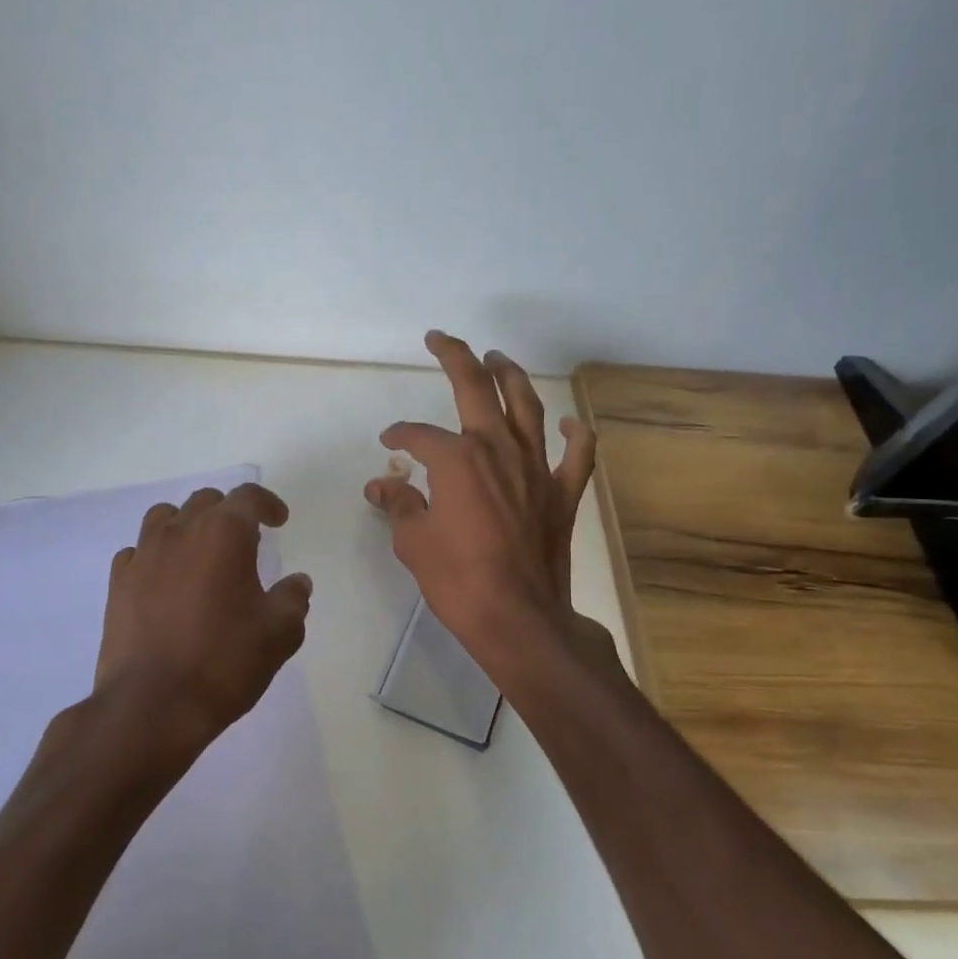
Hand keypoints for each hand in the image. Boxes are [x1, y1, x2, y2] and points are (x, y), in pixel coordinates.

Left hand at [92, 483, 312, 769]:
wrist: (152, 706)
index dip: (268, 504)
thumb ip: (293, 599)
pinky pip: (138, 551)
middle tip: (246, 541)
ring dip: (188, 525)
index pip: (247, 497)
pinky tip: (166, 580)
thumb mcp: (279, 633)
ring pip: (165, 517)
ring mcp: (142, 556)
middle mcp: (179, 532)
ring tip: (201, 553)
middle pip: (205, 502)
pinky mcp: (117, 584)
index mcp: (223, 534)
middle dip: (229, 513)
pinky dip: (156, 555)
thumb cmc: (224, 662)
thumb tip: (297, 582)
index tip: (279, 521)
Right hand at [365, 331, 610, 671]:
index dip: (400, 435)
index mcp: (457, 459)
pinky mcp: (562, 493)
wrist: (518, 618)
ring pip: (527, 407)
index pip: (419, 436)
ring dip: (510, 377)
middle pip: (476, 389)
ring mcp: (536, 468)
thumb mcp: (414, 542)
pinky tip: (568, 423)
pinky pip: (577, 454)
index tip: (389, 444)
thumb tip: (380, 485)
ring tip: (497, 359)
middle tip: (440, 340)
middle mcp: (498, 450)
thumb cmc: (458, 580)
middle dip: (456, 358)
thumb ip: (399, 505)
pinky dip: (574, 435)